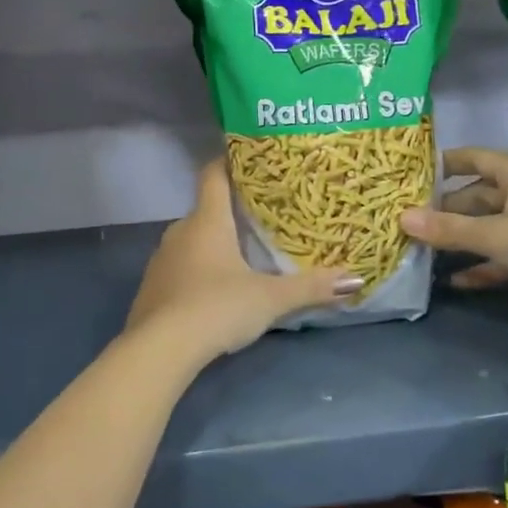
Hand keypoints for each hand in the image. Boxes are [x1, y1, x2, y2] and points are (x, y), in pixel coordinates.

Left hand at [126, 161, 359, 362]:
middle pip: (206, 210)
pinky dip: (196, 270)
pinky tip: (213, 290)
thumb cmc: (217, 308)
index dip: (228, 161)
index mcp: (207, 221)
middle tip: (261, 217)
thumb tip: (356, 278)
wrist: (159, 350)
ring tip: (242, 253)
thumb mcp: (270, 299)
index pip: (213, 175)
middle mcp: (179, 231)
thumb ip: (311, 287)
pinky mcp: (151, 288)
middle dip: (231, 212)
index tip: (248, 157)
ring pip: (191, 240)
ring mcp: (161, 260)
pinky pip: (179, 267)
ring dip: (213, 244)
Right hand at [400, 147, 507, 328]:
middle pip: (476, 196)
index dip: (445, 163)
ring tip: (424, 249)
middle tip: (409, 220)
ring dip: (460, 240)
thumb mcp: (495, 234)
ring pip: (487, 228)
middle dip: (445, 209)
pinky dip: (481, 266)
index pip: (473, 158)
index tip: (412, 172)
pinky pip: (501, 256)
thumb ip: (448, 229)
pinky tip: (456, 280)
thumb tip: (402, 219)